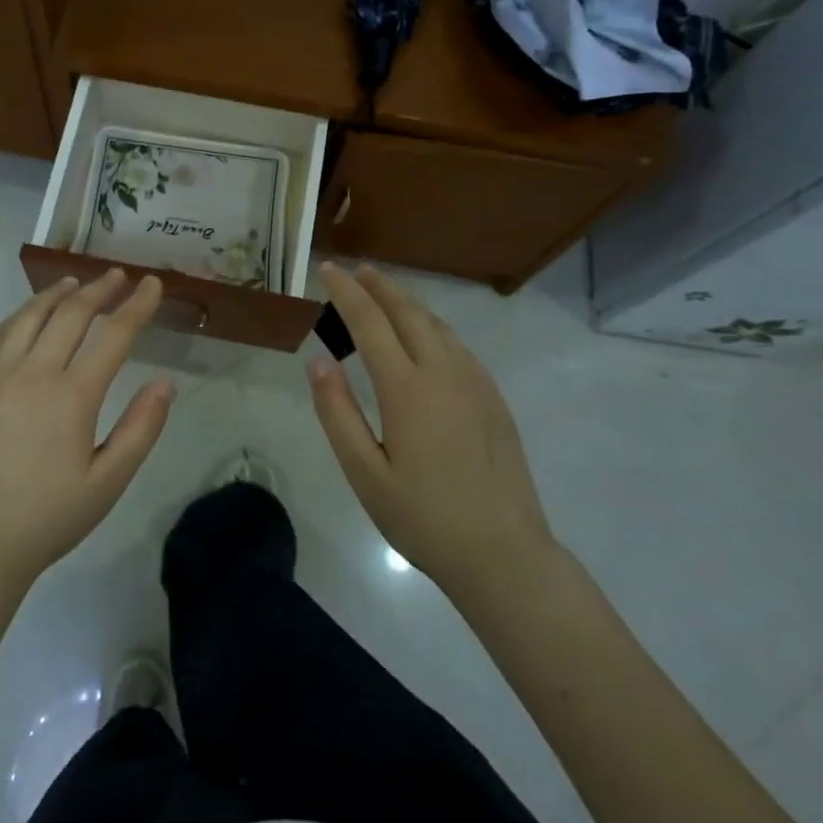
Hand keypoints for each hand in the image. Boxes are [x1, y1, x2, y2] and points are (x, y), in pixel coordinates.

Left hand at [0, 269, 175, 592]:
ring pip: (28, 318)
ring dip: (55, 295)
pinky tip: (25, 315)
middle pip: (70, 315)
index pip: (113, 336)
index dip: (136, 306)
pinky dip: (17, 317)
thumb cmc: (49, 517)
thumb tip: (164, 382)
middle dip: (98, 290)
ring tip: (74, 282)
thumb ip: (140, 428)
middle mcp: (32, 374)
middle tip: (117, 277)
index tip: (152, 285)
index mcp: (72, 396)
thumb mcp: (108, 482)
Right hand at [307, 263, 554, 593]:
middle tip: (355, 269)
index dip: (346, 292)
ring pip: (437, 325)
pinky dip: (432, 326)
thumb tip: (318, 361)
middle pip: (409, 312)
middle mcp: (444, 372)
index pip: (370, 322)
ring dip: (407, 302)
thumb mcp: (364, 472)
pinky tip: (424, 336)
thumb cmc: (423, 517)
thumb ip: (337, 412)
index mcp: (407, 389)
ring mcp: (475, 383)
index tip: (328, 270)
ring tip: (384, 293)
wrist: (504, 553)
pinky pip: (457, 345)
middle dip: (379, 285)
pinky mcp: (493, 398)